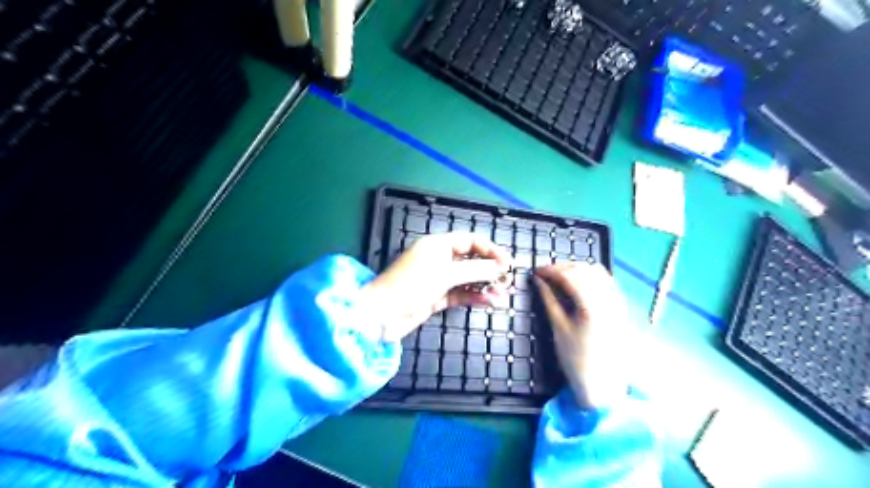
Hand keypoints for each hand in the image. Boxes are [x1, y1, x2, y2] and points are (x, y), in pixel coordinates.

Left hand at [359, 233, 510, 341]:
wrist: (381, 315)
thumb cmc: (410, 286)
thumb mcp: (445, 274)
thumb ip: (475, 270)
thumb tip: (500, 267)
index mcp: (438, 245)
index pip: (471, 241)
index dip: (491, 250)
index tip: (508, 263)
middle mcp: (439, 259)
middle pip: (471, 260)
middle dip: (490, 270)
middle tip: (508, 281)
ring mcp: (438, 279)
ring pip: (468, 279)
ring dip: (485, 286)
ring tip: (502, 296)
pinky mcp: (436, 297)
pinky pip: (460, 294)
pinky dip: (474, 297)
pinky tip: (488, 302)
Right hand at [530, 264, 632, 408]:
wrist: (604, 385)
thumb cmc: (577, 360)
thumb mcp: (558, 328)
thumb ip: (548, 300)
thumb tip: (538, 280)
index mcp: (591, 306)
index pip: (569, 275)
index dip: (550, 270)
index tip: (536, 272)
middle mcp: (609, 299)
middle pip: (584, 269)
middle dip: (563, 267)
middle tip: (545, 274)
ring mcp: (618, 302)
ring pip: (598, 272)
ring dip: (577, 269)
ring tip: (560, 277)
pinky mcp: (621, 307)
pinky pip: (607, 281)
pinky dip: (590, 277)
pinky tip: (578, 284)